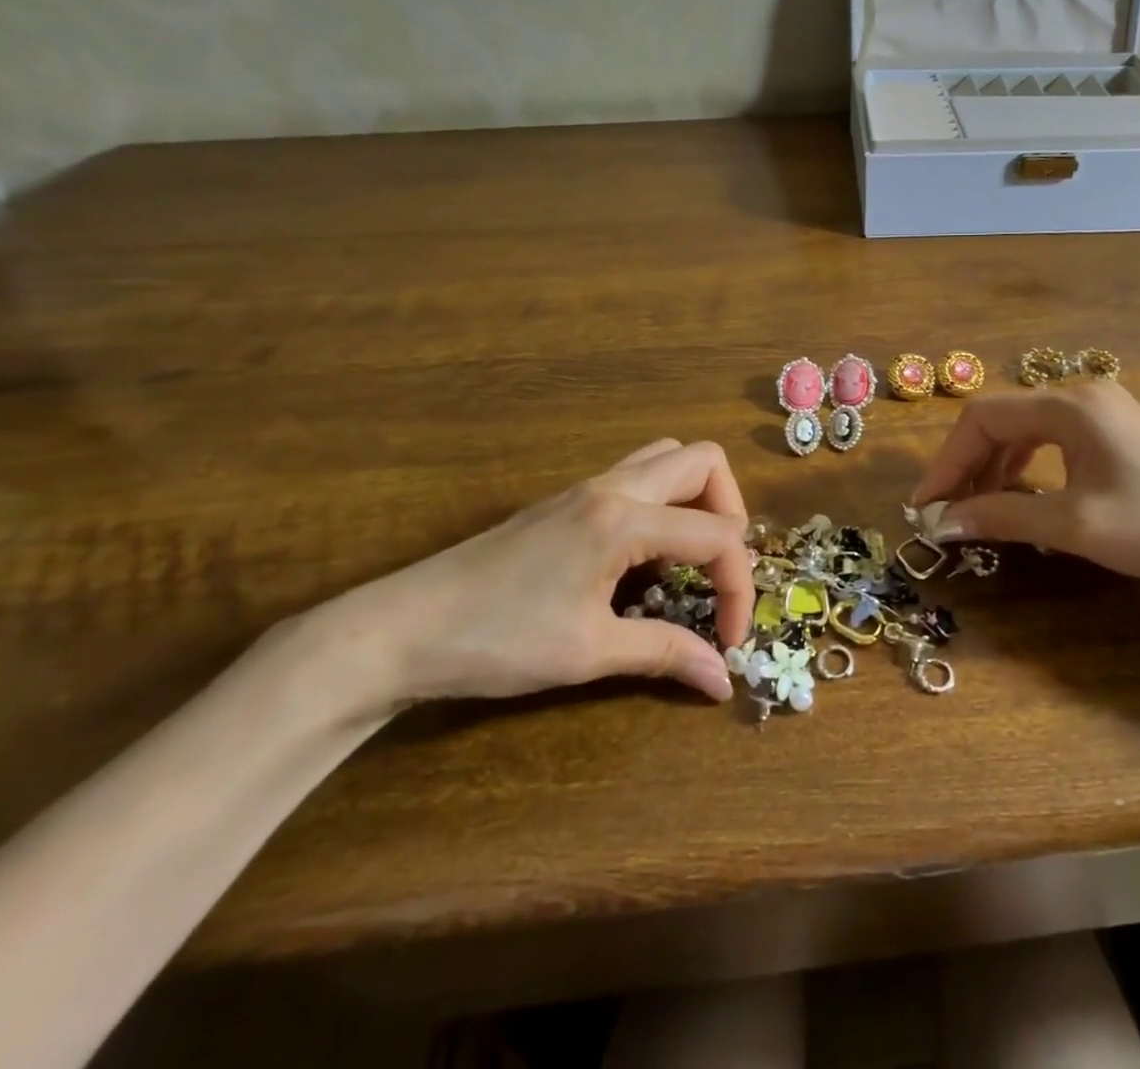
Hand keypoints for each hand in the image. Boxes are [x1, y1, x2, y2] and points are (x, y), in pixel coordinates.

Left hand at [313, 439, 751, 714]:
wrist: (400, 628)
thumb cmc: (498, 640)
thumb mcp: (589, 653)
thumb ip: (665, 654)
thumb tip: (722, 680)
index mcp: (625, 519)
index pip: (717, 535)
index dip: (739, 588)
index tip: (730, 641)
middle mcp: (613, 486)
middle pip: (705, 461)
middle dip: (731, 512)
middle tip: (720, 570)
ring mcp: (587, 487)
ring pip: (668, 458)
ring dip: (698, 497)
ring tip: (691, 555)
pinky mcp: (567, 500)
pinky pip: (638, 475)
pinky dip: (664, 502)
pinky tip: (644, 556)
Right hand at [911, 384, 1139, 604]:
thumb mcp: (1072, 524)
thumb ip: (1001, 515)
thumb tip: (942, 524)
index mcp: (1068, 405)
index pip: (983, 418)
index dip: (947, 461)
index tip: (927, 505)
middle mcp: (1081, 396)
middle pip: (1001, 419)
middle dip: (968, 464)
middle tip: (947, 510)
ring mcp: (1102, 411)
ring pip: (1025, 429)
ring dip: (994, 466)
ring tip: (977, 507)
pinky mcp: (1116, 433)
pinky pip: (1051, 440)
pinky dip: (1024, 466)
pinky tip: (1020, 495)